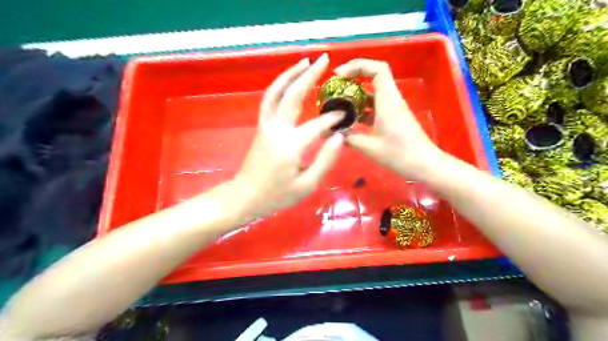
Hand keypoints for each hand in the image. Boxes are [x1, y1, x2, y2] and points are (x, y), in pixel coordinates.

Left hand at [234, 53, 343, 218]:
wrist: (246, 196)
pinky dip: (279, 86)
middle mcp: (276, 130)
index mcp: (290, 146)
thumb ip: (325, 160)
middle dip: (310, 76)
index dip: (333, 118)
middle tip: (324, 60)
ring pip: (276, 92)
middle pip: (293, 96)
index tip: (346, 113)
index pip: (317, 125)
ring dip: (290, 74)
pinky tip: (288, 80)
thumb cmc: (277, 195)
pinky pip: (269, 100)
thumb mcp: (307, 185)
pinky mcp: (261, 126)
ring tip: (305, 61)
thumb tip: (339, 136)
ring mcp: (266, 125)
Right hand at [335, 58, 444, 181]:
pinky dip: (362, 108)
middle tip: (335, 87)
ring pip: (374, 92)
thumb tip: (332, 132)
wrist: (424, 165)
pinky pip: (376, 106)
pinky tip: (350, 119)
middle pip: (375, 76)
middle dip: (354, 77)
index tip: (339, 75)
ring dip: (356, 94)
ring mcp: (393, 109)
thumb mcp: (370, 148)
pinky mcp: (393, 118)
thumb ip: (349, 138)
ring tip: (338, 103)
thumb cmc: (399, 155)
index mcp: (388, 101)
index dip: (357, 66)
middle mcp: (391, 100)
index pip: (377, 69)